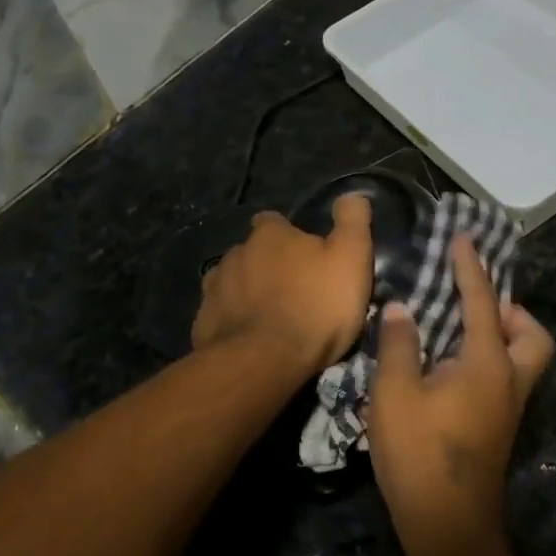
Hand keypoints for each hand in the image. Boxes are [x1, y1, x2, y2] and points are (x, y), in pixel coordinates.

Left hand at [192, 195, 374, 369]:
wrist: (263, 362)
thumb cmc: (315, 306)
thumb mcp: (350, 259)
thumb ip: (352, 222)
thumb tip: (352, 194)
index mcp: (269, 235)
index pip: (273, 221)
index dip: (288, 235)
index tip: (304, 255)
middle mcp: (235, 253)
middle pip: (252, 252)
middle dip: (267, 266)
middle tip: (292, 291)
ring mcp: (214, 288)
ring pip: (233, 282)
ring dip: (248, 293)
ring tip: (269, 317)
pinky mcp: (203, 322)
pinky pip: (221, 315)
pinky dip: (234, 322)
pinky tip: (249, 339)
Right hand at [367, 235, 554, 555]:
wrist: (447, 526)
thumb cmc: (418, 454)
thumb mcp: (394, 394)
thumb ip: (399, 344)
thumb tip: (401, 307)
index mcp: (486, 364)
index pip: (481, 302)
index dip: (470, 267)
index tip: (463, 239)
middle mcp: (509, 381)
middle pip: (533, 335)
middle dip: (511, 311)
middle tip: (476, 303)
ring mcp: (509, 408)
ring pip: (526, 359)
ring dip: (505, 335)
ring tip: (462, 330)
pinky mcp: (500, 427)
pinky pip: (510, 376)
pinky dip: (494, 357)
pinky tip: (454, 364)